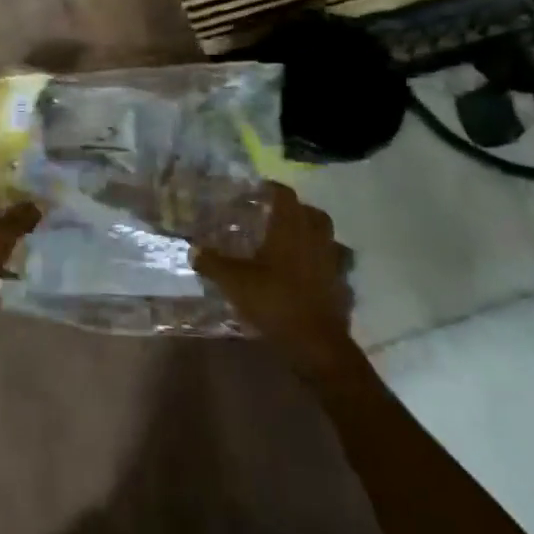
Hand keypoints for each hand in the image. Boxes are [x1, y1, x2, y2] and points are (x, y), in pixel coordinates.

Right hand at [192, 183, 355, 371]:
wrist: (316, 344)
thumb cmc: (274, 302)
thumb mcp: (234, 282)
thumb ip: (212, 263)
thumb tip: (194, 249)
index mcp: (290, 229)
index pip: (285, 196)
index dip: (271, 189)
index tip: (256, 191)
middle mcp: (315, 239)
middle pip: (311, 213)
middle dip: (294, 210)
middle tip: (272, 216)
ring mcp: (332, 262)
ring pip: (324, 237)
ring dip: (309, 234)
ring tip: (288, 242)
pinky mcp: (340, 285)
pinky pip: (331, 263)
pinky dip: (319, 262)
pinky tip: (304, 272)